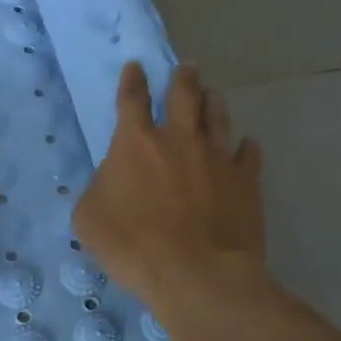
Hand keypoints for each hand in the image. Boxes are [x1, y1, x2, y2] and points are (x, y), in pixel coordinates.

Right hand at [73, 63, 264, 303]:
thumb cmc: (133, 245)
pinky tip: (248, 145)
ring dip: (213, 102)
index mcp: (137, 143)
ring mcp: (218, 157)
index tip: (136, 66)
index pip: (132, 100)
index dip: (133, 81)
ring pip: (218, 117)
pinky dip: (247, 148)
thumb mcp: (90, 220)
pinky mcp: (246, 181)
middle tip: (187, 68)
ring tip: (213, 93)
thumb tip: (111, 183)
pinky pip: (250, 155)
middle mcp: (180, 140)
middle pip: (184, 96)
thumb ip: (98, 190)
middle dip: (183, 78)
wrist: (197, 273)